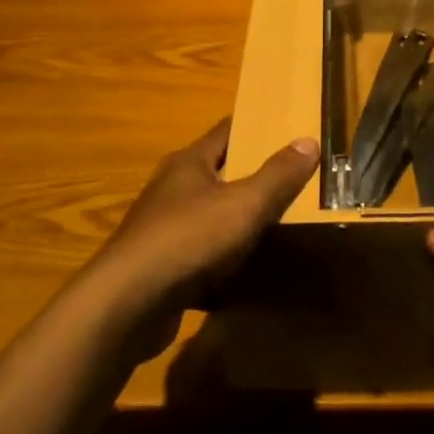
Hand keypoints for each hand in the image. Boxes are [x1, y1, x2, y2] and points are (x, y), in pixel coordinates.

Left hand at [96, 119, 318, 316]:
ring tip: (277, 225)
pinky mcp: (161, 267)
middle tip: (293, 179)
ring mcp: (163, 229)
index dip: (257, 127)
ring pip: (210, 215)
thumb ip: (278, 175)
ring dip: (237, 220)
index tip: (288, 129)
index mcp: (189, 163)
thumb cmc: (188, 239)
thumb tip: (308, 140)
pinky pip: (201, 255)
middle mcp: (172, 189)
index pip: (227, 130)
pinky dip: (223, 260)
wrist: (126, 306)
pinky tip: (247, 273)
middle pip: (219, 172)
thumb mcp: (244, 204)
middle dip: (252, 175)